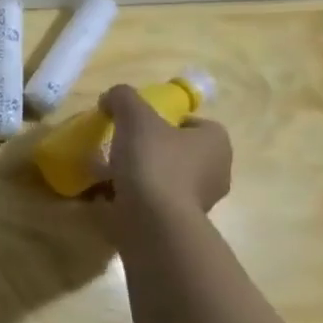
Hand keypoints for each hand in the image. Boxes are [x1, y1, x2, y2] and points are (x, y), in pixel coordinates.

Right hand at [89, 84, 231, 221]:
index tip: (137, 125)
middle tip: (120, 148)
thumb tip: (111, 98)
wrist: (153, 221)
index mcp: (216, 143)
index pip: (194, 124)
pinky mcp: (178, 224)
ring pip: (164, 179)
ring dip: (139, 176)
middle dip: (150, 150)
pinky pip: (153, 203)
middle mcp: (216, 171)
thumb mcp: (134, 117)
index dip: (167, 121)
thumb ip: (123, 98)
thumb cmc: (153, 162)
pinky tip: (107, 197)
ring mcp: (199, 202)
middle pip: (178, 152)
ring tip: (106, 175)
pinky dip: (132, 199)